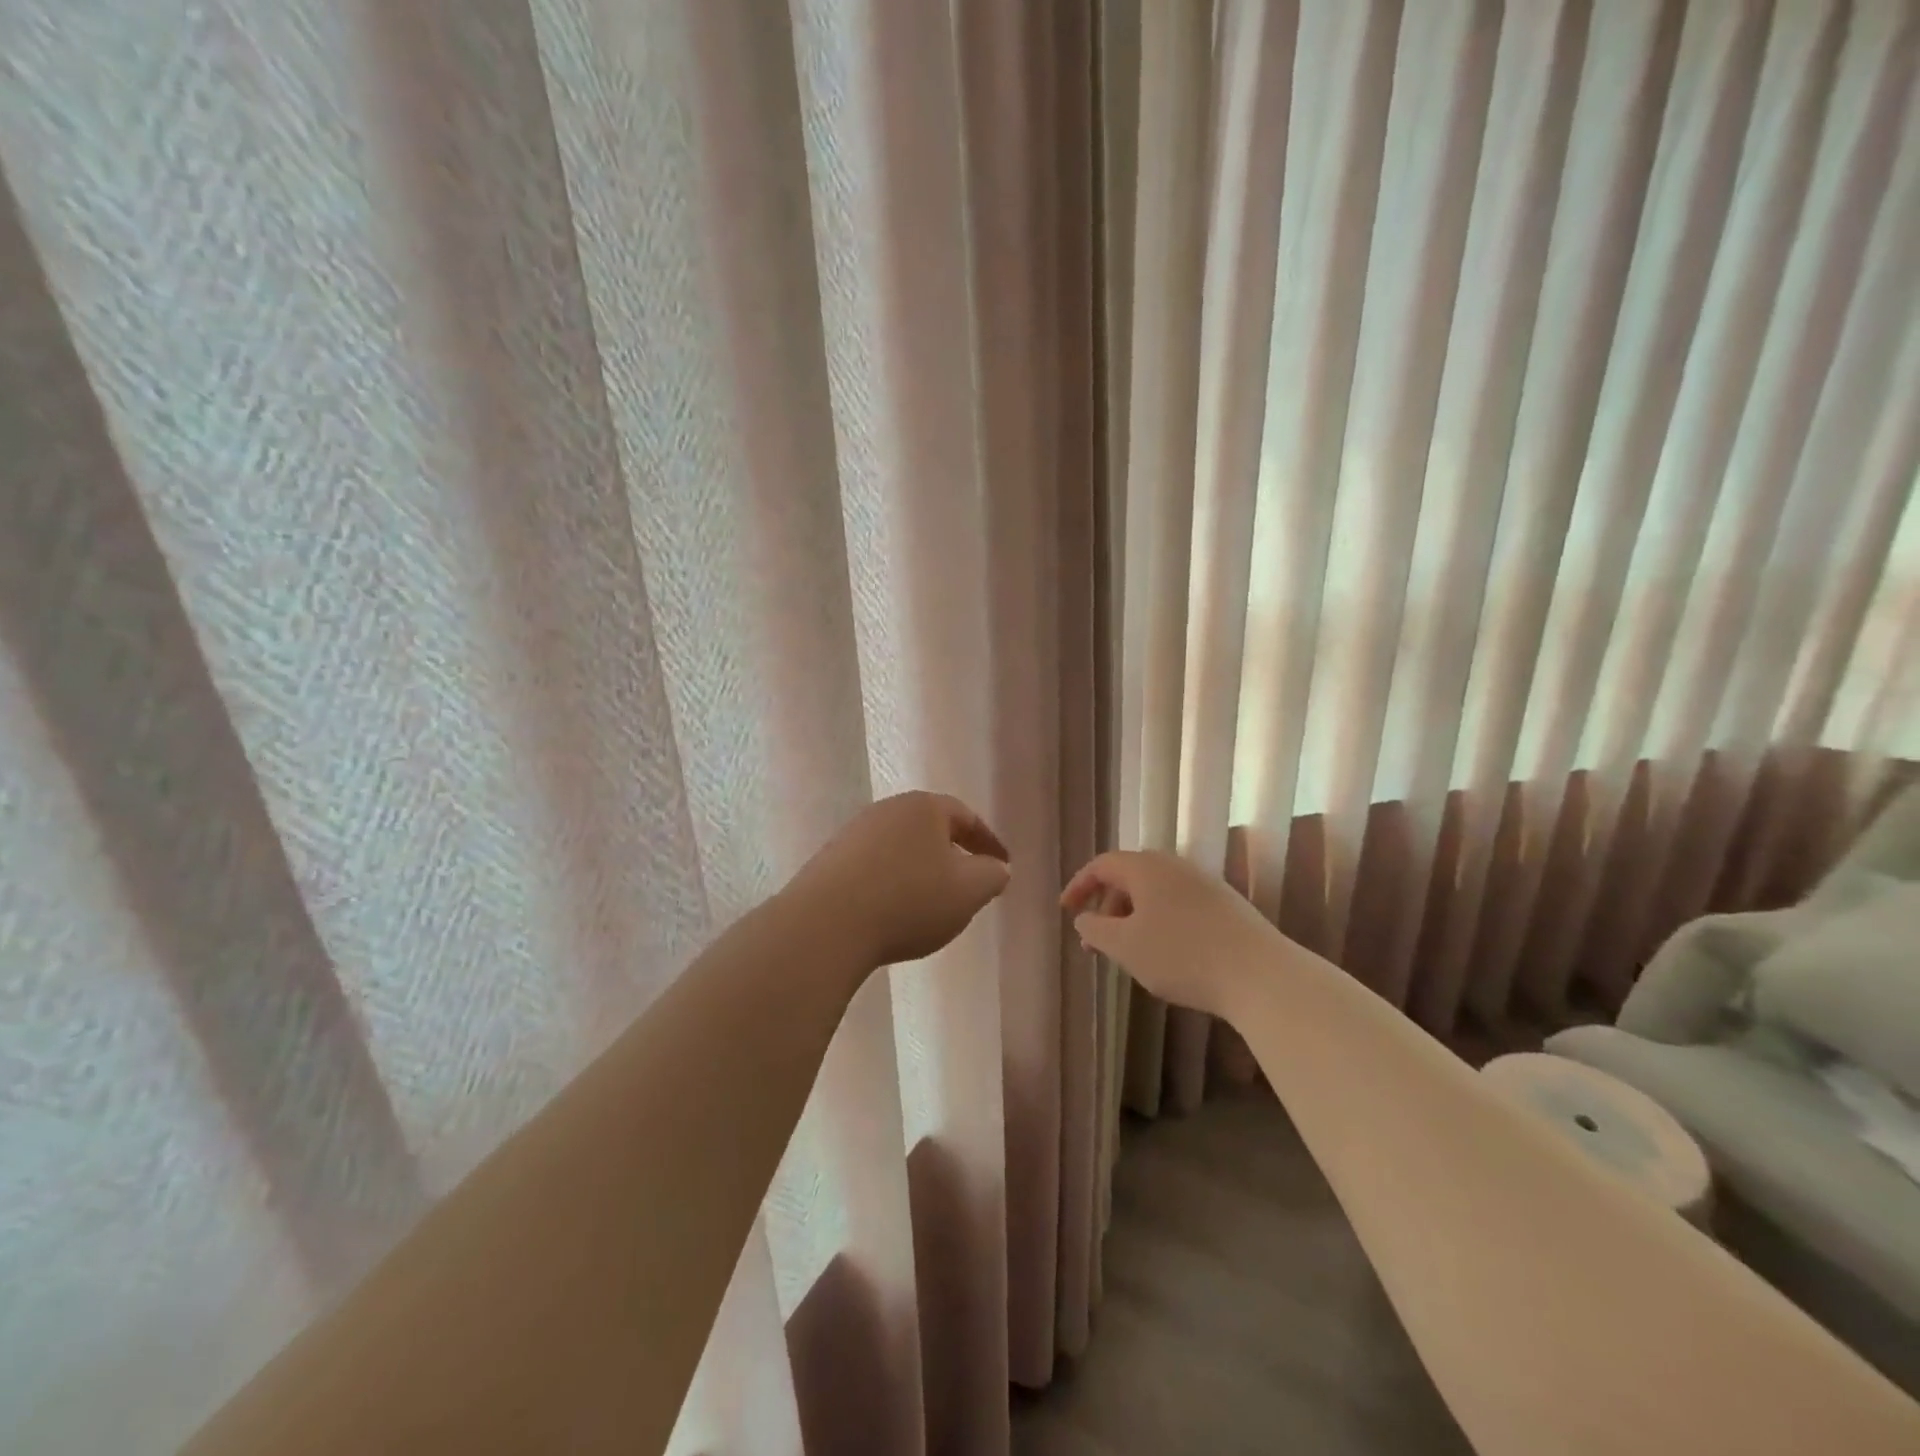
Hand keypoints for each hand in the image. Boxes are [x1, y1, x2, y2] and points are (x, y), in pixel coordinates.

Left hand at [784, 791, 1011, 969]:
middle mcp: (887, 810)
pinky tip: (892, 911)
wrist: (826, 924)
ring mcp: (854, 834)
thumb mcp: (969, 891)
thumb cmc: (909, 900)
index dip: (988, 842)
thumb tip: (996, 867)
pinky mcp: (830, 861)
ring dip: (919, 870)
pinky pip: (874, 868)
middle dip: (952, 853)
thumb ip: (992, 875)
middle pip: (929, 828)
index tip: (1003, 866)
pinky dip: (892, 883)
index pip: (966, 817)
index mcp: (924, 807)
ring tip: (931, 902)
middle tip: (968, 882)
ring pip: (900, 848)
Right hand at [1061, 850, 1281, 1019]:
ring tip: (1127, 951)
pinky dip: (1159, 922)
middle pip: (1129, 876)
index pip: (1102, 865)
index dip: (1079, 886)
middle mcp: (1175, 866)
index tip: (1066, 910)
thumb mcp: (1125, 946)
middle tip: (1095, 939)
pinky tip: (1165, 953)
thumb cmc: (1181, 956)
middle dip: (1106, 906)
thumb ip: (1095, 929)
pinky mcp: (1226, 905)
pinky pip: (1178, 904)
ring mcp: (1204, 883)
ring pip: (1155, 893)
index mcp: (1146, 867)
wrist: (1261, 975)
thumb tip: (1084, 917)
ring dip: (1133, 916)